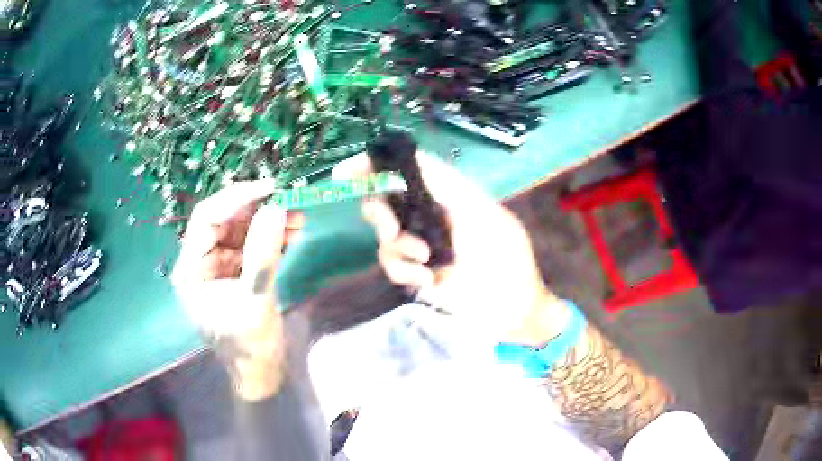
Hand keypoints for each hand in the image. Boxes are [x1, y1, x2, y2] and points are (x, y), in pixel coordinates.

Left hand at [172, 180, 303, 399]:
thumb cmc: (250, 344)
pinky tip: (293, 233)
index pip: (207, 219)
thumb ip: (263, 253)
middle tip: (289, 199)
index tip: (270, 188)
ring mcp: (219, 267)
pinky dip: (272, 237)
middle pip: (224, 222)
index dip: (236, 199)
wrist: (261, 372)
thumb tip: (276, 208)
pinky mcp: (236, 273)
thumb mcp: (256, 299)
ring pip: (241, 231)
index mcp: (190, 269)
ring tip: (299, 217)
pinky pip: (252, 246)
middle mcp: (200, 262)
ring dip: (268, 222)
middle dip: (257, 210)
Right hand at [334, 152, 568, 345]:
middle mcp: (430, 216)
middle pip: (385, 201)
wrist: (512, 309)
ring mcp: (421, 245)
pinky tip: (427, 280)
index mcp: (447, 196)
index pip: (407, 170)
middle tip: (392, 230)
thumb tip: (414, 159)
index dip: (376, 166)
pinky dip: (403, 270)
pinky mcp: (415, 273)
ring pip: (384, 235)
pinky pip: (391, 264)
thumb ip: (449, 186)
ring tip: (426, 261)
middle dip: (380, 213)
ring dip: (399, 248)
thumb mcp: (483, 214)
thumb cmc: (508, 259)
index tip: (346, 174)